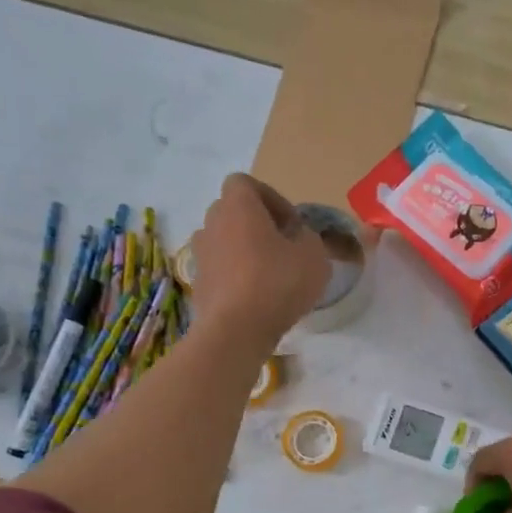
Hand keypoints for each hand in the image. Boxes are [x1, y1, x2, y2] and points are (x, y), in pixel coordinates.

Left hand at [191, 174, 330, 348]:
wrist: (236, 330)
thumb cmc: (277, 282)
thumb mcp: (314, 256)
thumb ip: (309, 238)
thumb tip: (298, 237)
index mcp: (238, 206)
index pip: (244, 182)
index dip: (271, 198)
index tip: (291, 224)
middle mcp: (212, 223)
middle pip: (233, 211)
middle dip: (257, 224)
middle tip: (283, 247)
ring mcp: (200, 254)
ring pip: (224, 241)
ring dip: (245, 250)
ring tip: (270, 274)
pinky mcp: (198, 283)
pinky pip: (220, 268)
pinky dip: (235, 275)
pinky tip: (256, 297)